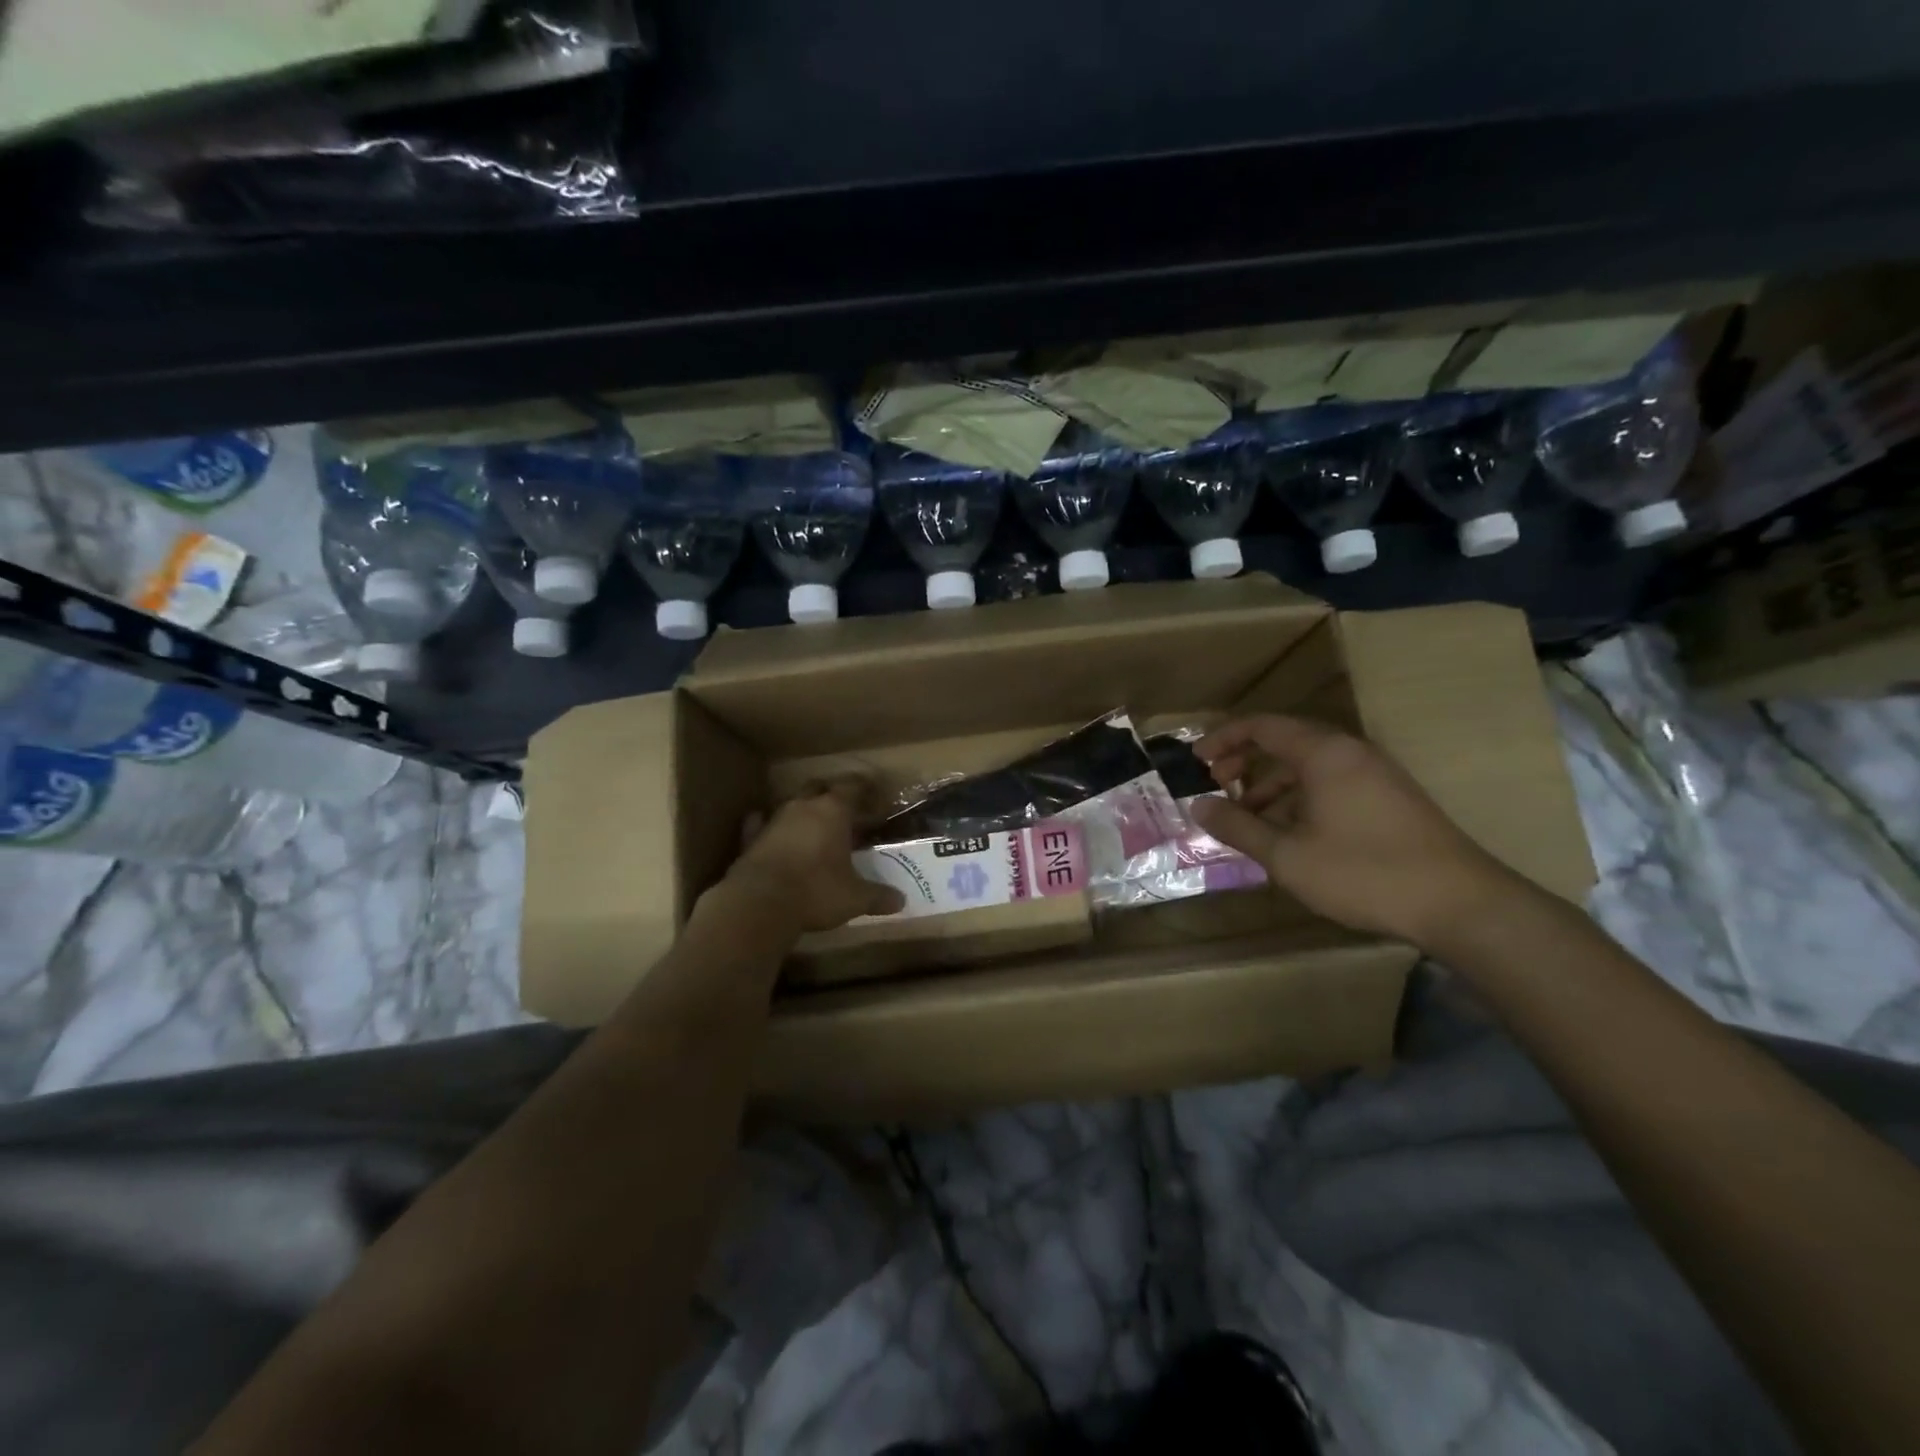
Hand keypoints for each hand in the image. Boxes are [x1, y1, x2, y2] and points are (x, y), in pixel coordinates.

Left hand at [724, 778, 906, 932]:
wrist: (759, 903)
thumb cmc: (816, 891)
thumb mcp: (855, 898)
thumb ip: (878, 896)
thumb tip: (901, 901)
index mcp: (833, 811)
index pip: (853, 787)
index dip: (864, 789)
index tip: (874, 795)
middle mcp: (803, 807)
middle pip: (819, 787)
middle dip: (831, 794)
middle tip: (844, 809)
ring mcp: (773, 820)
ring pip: (791, 804)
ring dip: (802, 811)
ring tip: (813, 825)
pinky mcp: (751, 839)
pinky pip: (759, 824)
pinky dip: (765, 825)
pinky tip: (767, 829)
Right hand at [1189, 715, 1518, 947]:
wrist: (1459, 903)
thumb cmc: (1363, 872)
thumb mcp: (1287, 855)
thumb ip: (1238, 827)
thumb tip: (1199, 805)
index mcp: (1323, 753)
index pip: (1262, 726)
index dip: (1223, 739)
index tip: (1195, 760)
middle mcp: (1350, 752)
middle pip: (1285, 740)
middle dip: (1244, 759)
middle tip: (1216, 784)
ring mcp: (1374, 774)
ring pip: (1308, 764)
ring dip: (1270, 782)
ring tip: (1247, 814)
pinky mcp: (1389, 797)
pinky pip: (1330, 781)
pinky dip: (1299, 795)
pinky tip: (1289, 830)